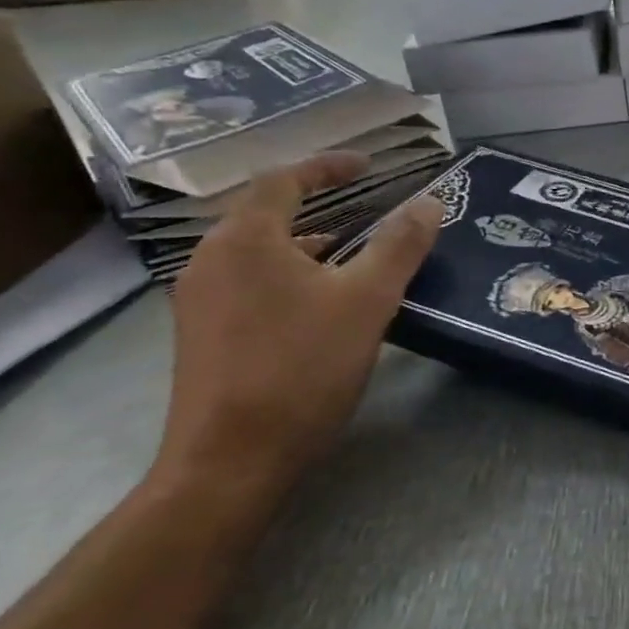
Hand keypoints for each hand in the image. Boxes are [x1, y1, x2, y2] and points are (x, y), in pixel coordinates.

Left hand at [159, 153, 443, 494]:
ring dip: (307, 243)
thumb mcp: (368, 300)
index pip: (283, 179)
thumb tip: (430, 201)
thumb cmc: (301, 368)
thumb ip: (400, 245)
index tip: (369, 165)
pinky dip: (290, 275)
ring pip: (259, 252)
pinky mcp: (201, 337)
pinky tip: (322, 304)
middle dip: (319, 204)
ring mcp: (199, 301)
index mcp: (245, 240)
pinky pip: (250, 283)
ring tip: (354, 254)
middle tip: (367, 206)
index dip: (328, 166)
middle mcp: (211, 260)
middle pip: (266, 213)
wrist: (230, 463)